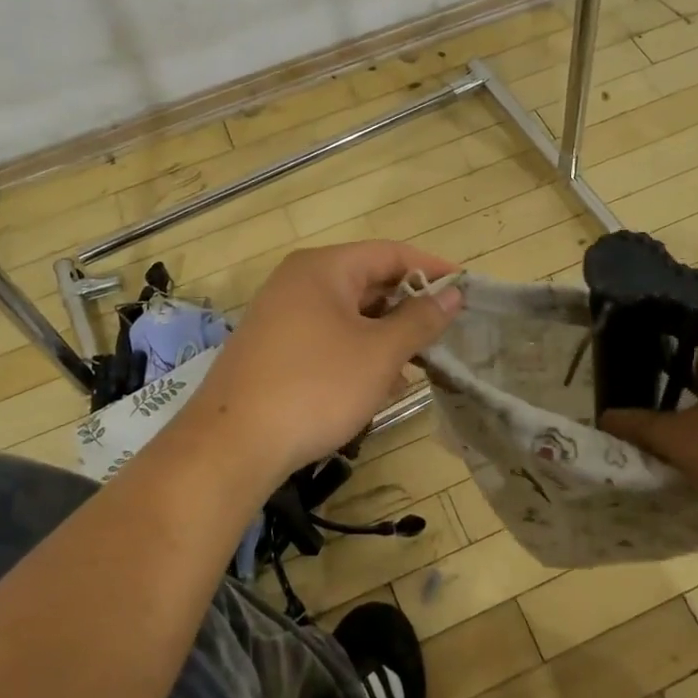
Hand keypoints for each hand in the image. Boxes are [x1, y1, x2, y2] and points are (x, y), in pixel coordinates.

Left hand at [177, 240, 463, 489]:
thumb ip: (420, 319)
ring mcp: (280, 315)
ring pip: (348, 315)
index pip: (389, 253)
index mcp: (323, 268)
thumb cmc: (316, 386)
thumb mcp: (379, 353)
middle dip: (407, 308)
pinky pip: (326, 338)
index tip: (465, 289)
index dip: (430, 268)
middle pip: (367, 281)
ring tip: (414, 368)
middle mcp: (298, 282)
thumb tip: (453, 294)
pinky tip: (375, 387)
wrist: (233, 444)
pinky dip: (356, 354)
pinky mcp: (272, 349)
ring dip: (384, 337)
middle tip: (443, 335)